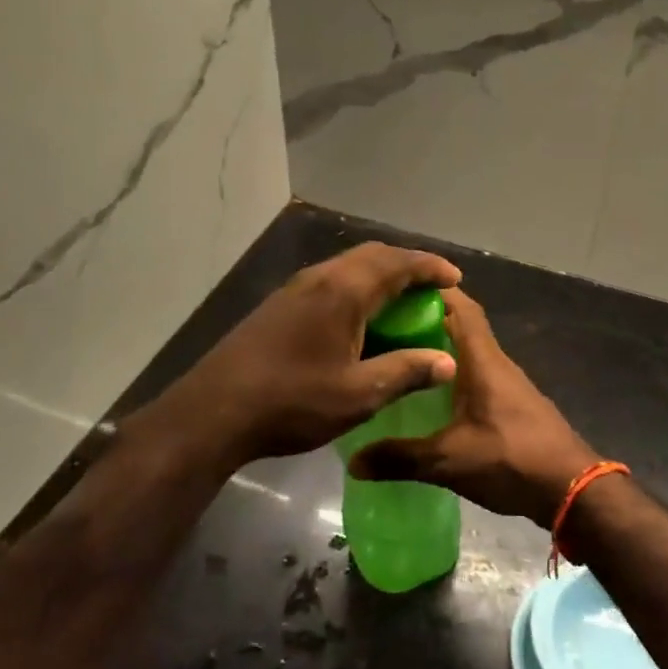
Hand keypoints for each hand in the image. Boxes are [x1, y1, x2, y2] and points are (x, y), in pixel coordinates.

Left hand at [143, 242, 461, 468]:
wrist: (213, 412)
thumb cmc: (292, 402)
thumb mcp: (358, 395)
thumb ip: (405, 372)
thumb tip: (447, 361)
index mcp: (342, 291)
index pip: (396, 263)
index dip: (429, 267)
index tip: (454, 278)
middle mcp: (319, 278)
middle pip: (371, 256)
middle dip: (406, 266)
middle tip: (431, 288)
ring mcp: (294, 289)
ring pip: (347, 267)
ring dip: (379, 276)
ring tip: (402, 302)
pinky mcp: (279, 306)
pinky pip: (329, 282)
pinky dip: (356, 289)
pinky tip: (360, 320)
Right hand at [348, 287, 598, 526]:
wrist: (572, 489)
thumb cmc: (511, 459)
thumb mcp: (449, 461)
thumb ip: (401, 458)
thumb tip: (354, 462)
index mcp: (483, 360)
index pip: (460, 306)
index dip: (432, 290)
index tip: (396, 288)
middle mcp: (497, 362)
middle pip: (461, 325)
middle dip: (426, 318)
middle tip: (385, 324)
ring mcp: (507, 383)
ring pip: (469, 351)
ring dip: (439, 346)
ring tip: (400, 355)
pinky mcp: (512, 404)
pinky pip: (477, 374)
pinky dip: (453, 372)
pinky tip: (431, 395)